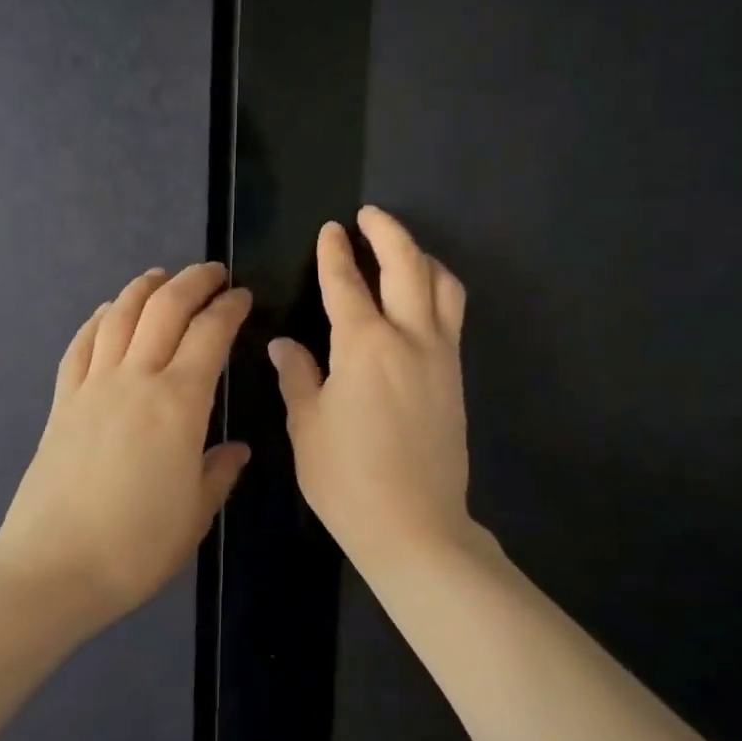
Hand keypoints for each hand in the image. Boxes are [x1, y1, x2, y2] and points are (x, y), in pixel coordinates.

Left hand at [0, 262, 252, 623]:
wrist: (53, 568)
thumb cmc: (136, 547)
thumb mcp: (196, 514)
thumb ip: (219, 472)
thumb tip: (235, 449)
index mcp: (179, 404)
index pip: (210, 334)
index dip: (229, 308)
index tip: (243, 297)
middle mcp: (135, 380)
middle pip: (165, 308)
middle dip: (193, 281)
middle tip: (213, 273)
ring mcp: (92, 387)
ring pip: (119, 316)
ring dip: (143, 288)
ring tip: (161, 277)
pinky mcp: (62, 402)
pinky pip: (81, 345)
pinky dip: (98, 320)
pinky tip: (109, 314)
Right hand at [270, 206, 473, 574]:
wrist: (415, 525)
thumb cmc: (348, 479)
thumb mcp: (308, 427)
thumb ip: (298, 376)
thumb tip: (285, 344)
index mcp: (364, 346)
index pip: (347, 284)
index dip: (335, 253)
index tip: (331, 229)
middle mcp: (410, 339)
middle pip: (407, 266)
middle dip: (388, 232)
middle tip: (370, 215)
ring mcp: (441, 356)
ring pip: (443, 286)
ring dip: (421, 257)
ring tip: (402, 250)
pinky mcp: (456, 377)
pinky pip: (451, 315)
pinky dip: (437, 290)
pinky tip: (421, 298)